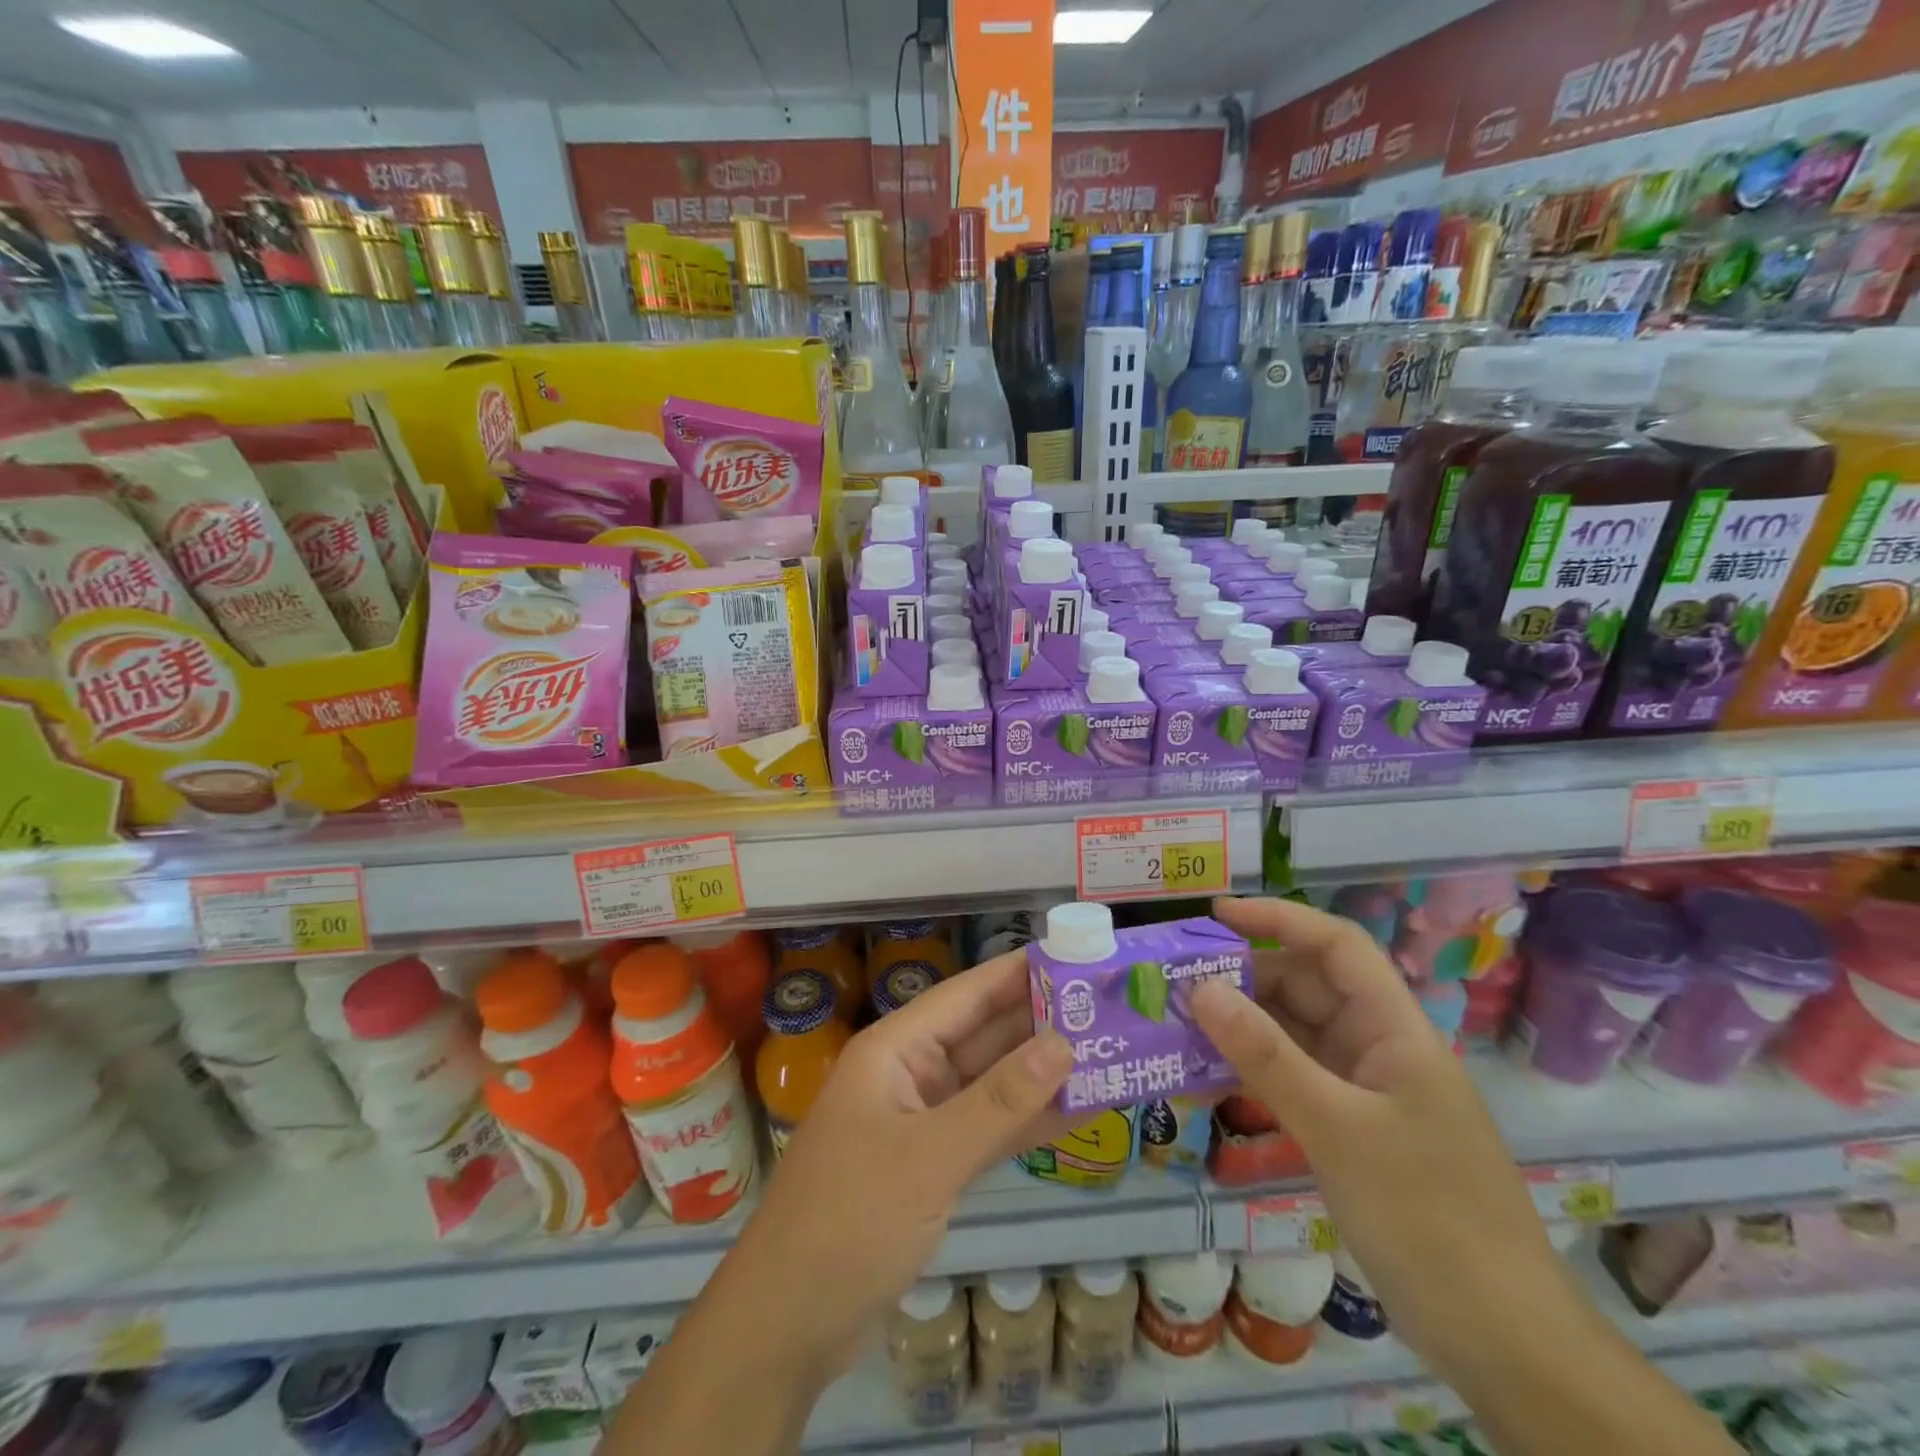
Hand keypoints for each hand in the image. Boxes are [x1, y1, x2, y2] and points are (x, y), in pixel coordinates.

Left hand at [744, 948, 1074, 1374]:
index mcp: (896, 1049)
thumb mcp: (930, 1156)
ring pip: (989, 1083)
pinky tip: (1074, 1111)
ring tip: (1107, 1052)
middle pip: (983, 1035)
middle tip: (1109, 1008)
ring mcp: (919, 1121)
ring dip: (1040, 1073)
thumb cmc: (850, 1221)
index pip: (967, 994)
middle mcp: (909, 1073)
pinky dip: (1024, 1121)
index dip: (1019, 973)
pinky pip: (985, 1128)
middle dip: (1040, 1023)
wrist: (786, 1326)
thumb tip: (1064, 1043)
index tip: (1076, 957)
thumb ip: (1000, 1102)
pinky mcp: (929, 1165)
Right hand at [1190, 897, 1566, 1383]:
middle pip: (1310, 988)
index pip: (1337, 946)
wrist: (1502, 1341)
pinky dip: (1254, 1069)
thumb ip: (1266, 1056)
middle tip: (1177, 979)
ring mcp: (1366, 1091)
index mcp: (1396, 1030)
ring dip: (1244, 1025)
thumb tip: (1199, 989)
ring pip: (1296, 1034)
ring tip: (1180, 1021)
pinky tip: (1209, 1074)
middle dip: (1246, 976)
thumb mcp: (1338, 1129)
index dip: (1279, 920)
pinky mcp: (1352, 1130)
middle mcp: (1380, 1048)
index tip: (1216, 917)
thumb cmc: (1428, 1217)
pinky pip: (1295, 1078)